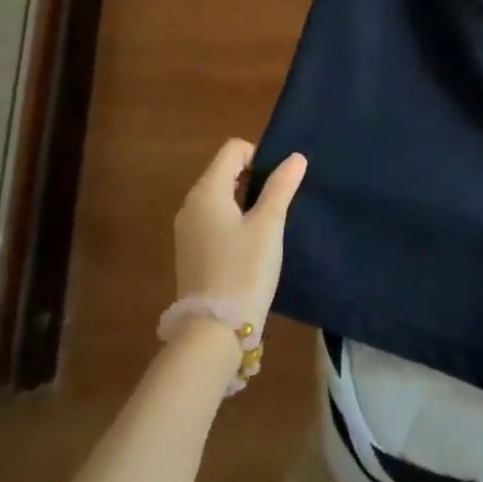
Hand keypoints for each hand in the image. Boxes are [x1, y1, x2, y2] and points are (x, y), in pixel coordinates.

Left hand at [173, 140, 306, 329]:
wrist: (213, 332)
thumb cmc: (244, 270)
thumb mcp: (269, 226)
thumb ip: (281, 187)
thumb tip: (295, 157)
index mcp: (207, 191)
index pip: (233, 149)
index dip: (259, 156)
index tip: (279, 183)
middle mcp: (191, 204)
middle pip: (224, 171)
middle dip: (253, 179)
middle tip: (279, 204)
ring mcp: (187, 229)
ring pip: (220, 197)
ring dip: (244, 201)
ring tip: (269, 226)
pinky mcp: (190, 252)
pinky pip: (213, 220)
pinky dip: (233, 221)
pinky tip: (251, 247)